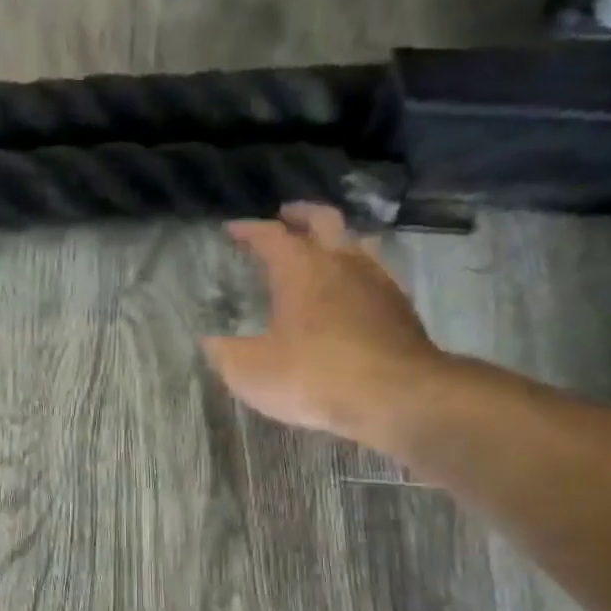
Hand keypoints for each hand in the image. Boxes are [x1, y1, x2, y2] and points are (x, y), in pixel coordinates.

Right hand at [203, 202, 449, 445]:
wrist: (395, 396)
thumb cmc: (313, 376)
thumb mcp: (250, 372)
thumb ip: (225, 353)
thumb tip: (211, 341)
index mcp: (300, 270)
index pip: (270, 236)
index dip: (249, 230)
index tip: (232, 228)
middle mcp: (341, 264)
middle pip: (323, 221)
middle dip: (301, 215)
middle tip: (286, 215)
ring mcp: (376, 282)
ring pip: (356, 242)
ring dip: (336, 238)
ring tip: (323, 248)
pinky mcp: (399, 307)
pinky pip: (375, 272)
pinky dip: (357, 270)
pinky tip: (351, 291)